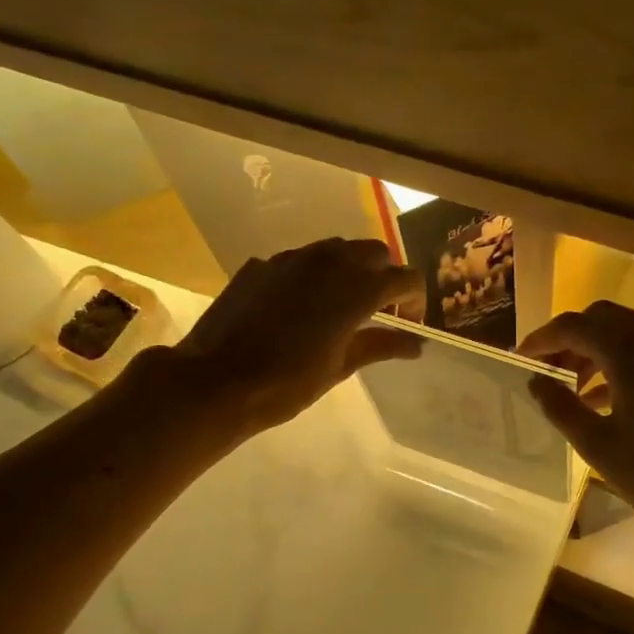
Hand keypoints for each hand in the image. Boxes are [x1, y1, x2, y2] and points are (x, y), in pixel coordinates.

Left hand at [172, 238, 423, 437]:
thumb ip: (380, 346)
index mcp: (355, 289)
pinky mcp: (262, 265)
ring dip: (348, 269)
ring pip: (335, 249)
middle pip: (373, 252)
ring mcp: (291, 259)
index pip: (404, 277)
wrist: (216, 381)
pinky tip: (298, 307)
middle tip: (378, 310)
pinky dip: (312, 276)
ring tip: (340, 304)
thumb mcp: (339, 368)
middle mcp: (328, 262)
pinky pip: (299, 260)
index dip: (414, 297)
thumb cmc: (286, 384)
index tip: (408, 320)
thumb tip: (416, 344)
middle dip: (383, 275)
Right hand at [519, 302, 633, 554]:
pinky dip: (618, 360)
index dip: (541, 339)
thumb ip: (561, 407)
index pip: (574, 326)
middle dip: (568, 339)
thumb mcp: (600, 446)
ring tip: (569, 388)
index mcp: (630, 352)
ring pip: (625, 330)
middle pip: (600, 318)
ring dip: (593, 350)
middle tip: (545, 370)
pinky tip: (602, 399)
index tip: (520, 359)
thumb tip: (536, 382)